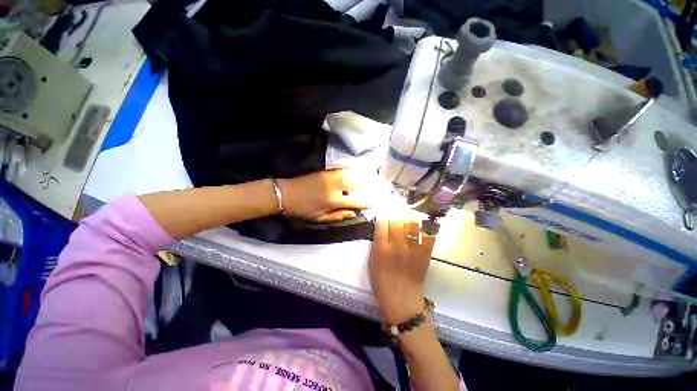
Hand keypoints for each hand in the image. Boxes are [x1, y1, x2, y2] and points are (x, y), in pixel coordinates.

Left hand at [279, 169, 369, 222]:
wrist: (286, 194)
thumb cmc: (302, 210)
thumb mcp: (319, 218)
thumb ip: (338, 216)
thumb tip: (353, 214)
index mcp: (333, 201)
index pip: (354, 201)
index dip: (365, 203)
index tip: (372, 203)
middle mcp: (334, 187)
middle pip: (354, 184)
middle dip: (363, 187)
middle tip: (368, 189)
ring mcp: (329, 177)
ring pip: (348, 175)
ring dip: (357, 177)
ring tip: (362, 180)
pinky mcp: (324, 172)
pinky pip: (340, 170)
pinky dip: (347, 171)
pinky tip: (350, 173)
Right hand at [368, 214, 435, 323]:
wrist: (402, 301)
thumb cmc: (382, 283)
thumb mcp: (372, 262)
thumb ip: (376, 243)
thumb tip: (381, 228)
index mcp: (381, 248)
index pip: (382, 223)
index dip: (383, 214)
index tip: (384, 210)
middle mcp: (397, 246)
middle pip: (397, 221)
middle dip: (396, 211)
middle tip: (396, 207)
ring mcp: (413, 249)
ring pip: (413, 225)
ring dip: (410, 217)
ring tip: (408, 214)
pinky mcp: (424, 255)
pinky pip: (428, 237)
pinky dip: (426, 230)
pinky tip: (422, 227)